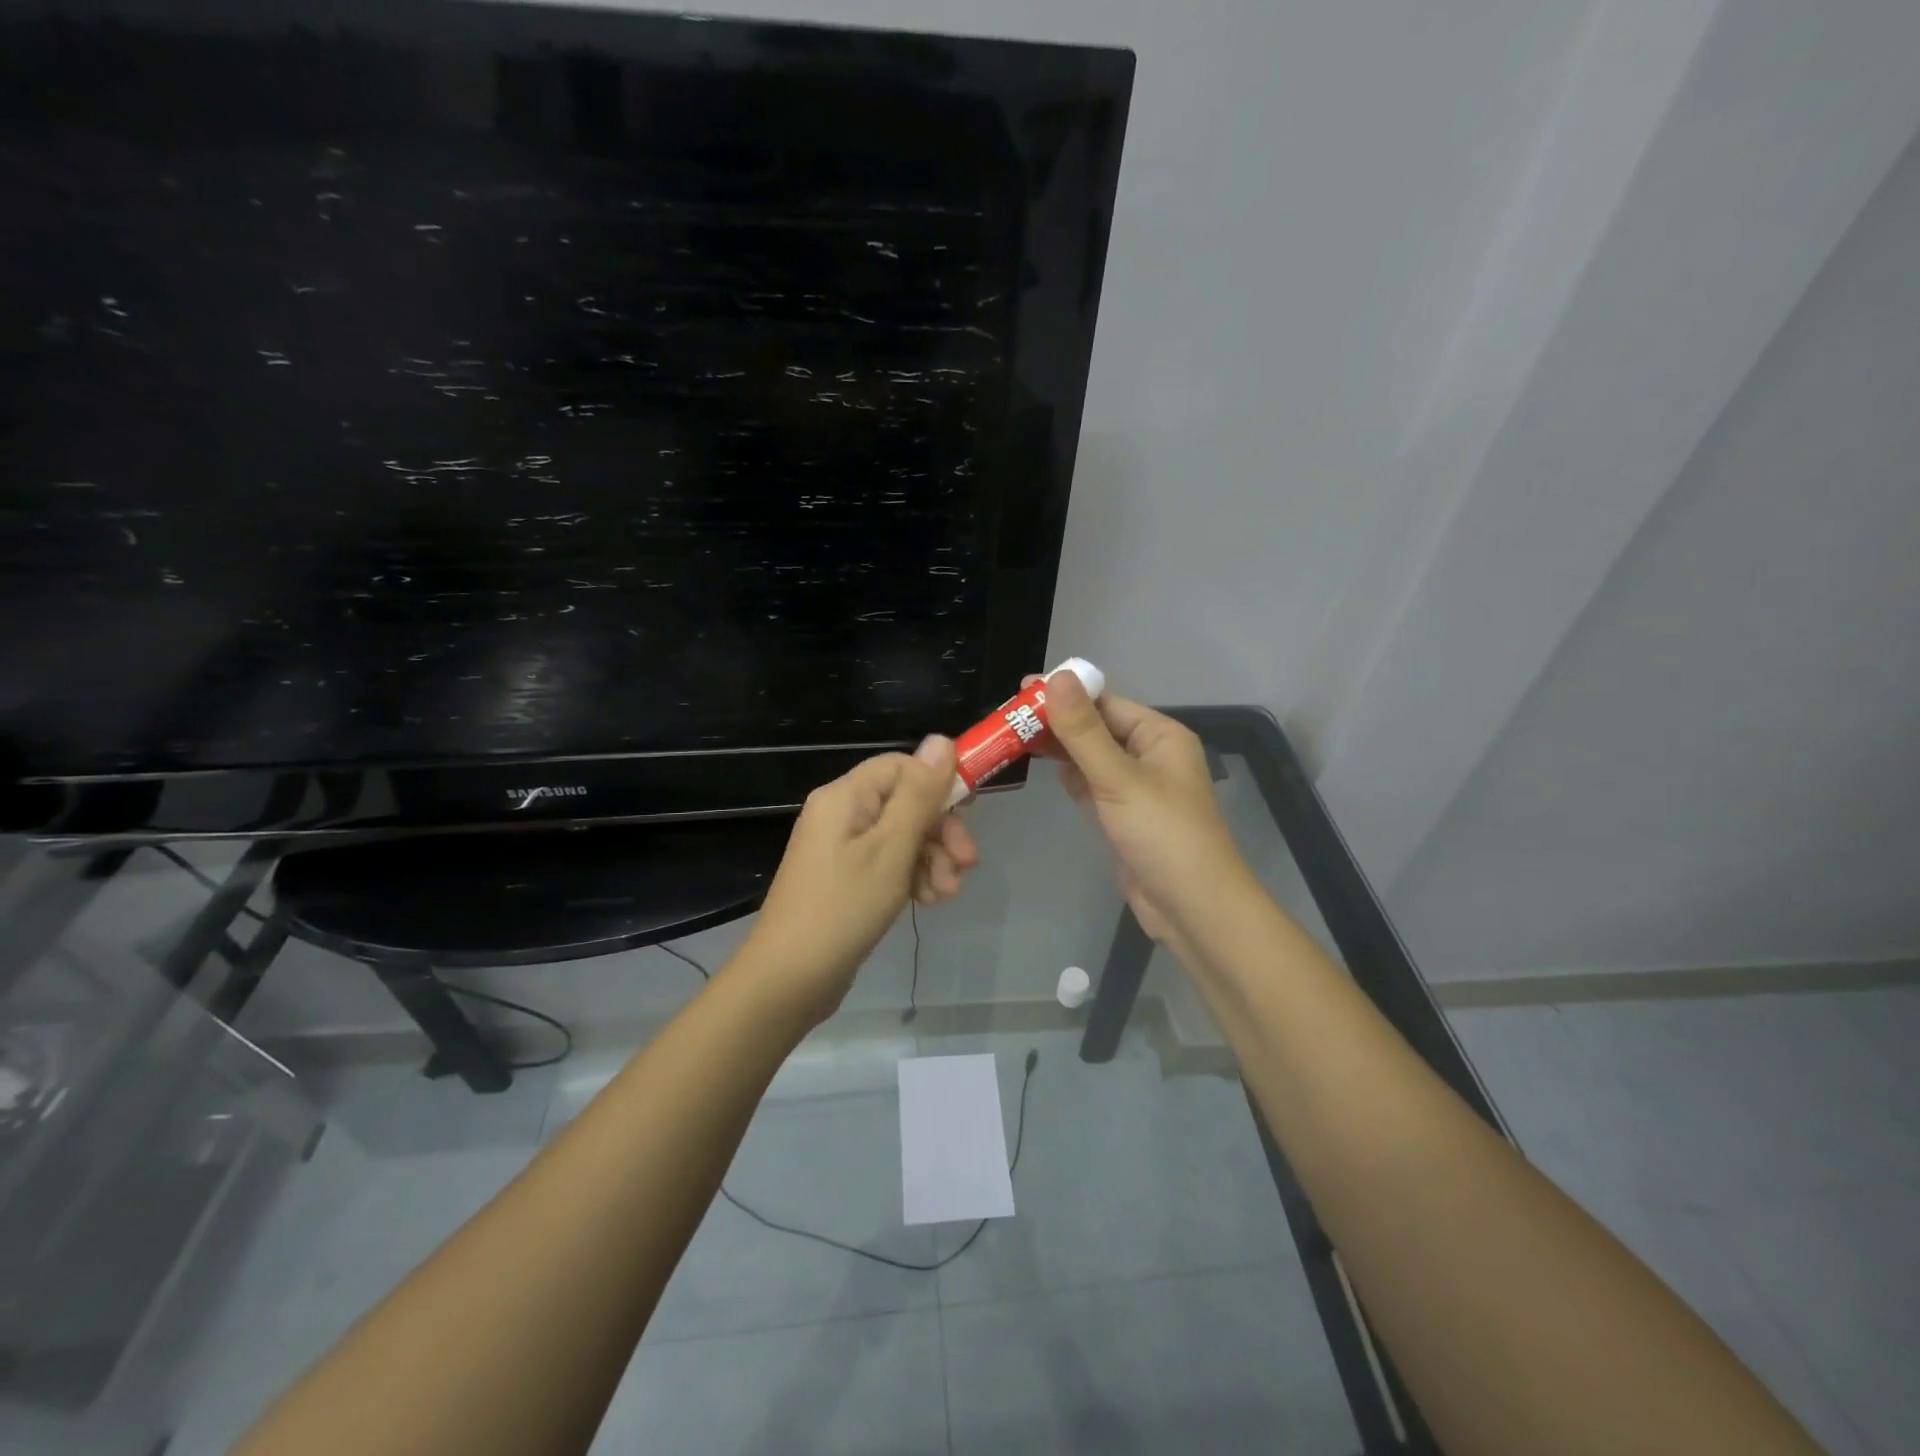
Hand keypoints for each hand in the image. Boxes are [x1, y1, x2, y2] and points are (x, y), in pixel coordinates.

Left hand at [739, 736, 976, 1024]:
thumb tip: (941, 738)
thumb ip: (919, 794)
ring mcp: (841, 848)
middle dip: (940, 830)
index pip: (902, 766)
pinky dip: (912, 876)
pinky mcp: (846, 878)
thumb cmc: (843, 907)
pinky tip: (926, 901)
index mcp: (845, 796)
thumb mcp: (891, 848)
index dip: (939, 783)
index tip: (970, 812)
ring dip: (932, 859)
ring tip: (947, 893)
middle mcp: (841, 814)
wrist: (789, 980)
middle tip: (967, 862)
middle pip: (905, 802)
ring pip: (902, 836)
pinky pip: (888, 863)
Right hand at [1031, 673, 1249, 955]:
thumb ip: (1083, 730)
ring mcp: (1136, 787)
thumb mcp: (1118, 778)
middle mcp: (1149, 754)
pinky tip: (1042, 767)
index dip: (1064, 694)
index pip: (1105, 702)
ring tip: (1013, 737)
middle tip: (1006, 717)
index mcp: (1159, 735)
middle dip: (1056, 721)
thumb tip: (1056, 676)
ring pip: (1090, 757)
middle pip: (1096, 728)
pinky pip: (1091, 784)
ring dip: (1058, 748)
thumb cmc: (1162, 834)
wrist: (1192, 909)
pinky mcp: (1122, 815)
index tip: (1019, 691)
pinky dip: (1069, 775)